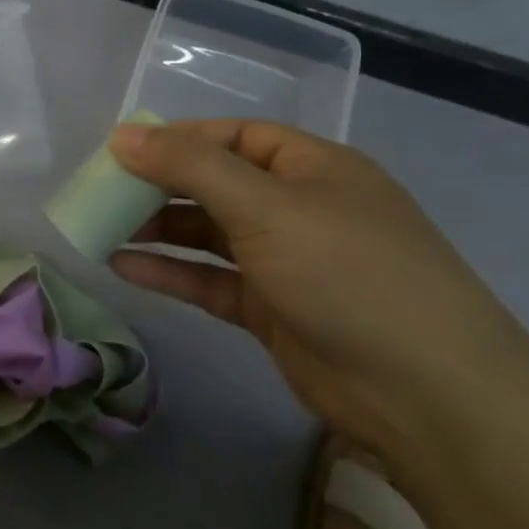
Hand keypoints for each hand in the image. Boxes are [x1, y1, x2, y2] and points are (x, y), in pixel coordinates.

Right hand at [107, 118, 528, 455]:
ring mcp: (287, 261)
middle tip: (101, 192)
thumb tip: (122, 135)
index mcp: (312, 168)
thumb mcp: (265, 206)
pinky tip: (123, 268)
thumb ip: (189, 168)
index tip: (121, 150)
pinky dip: (170, 273)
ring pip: (208, 235)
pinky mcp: (273, 310)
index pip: (234, 137)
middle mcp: (299, 208)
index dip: (178, 139)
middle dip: (159, 186)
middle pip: (216, 184)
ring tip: (100, 228)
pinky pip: (210, 280)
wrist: (427, 394)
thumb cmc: (348, 273)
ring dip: (157, 230)